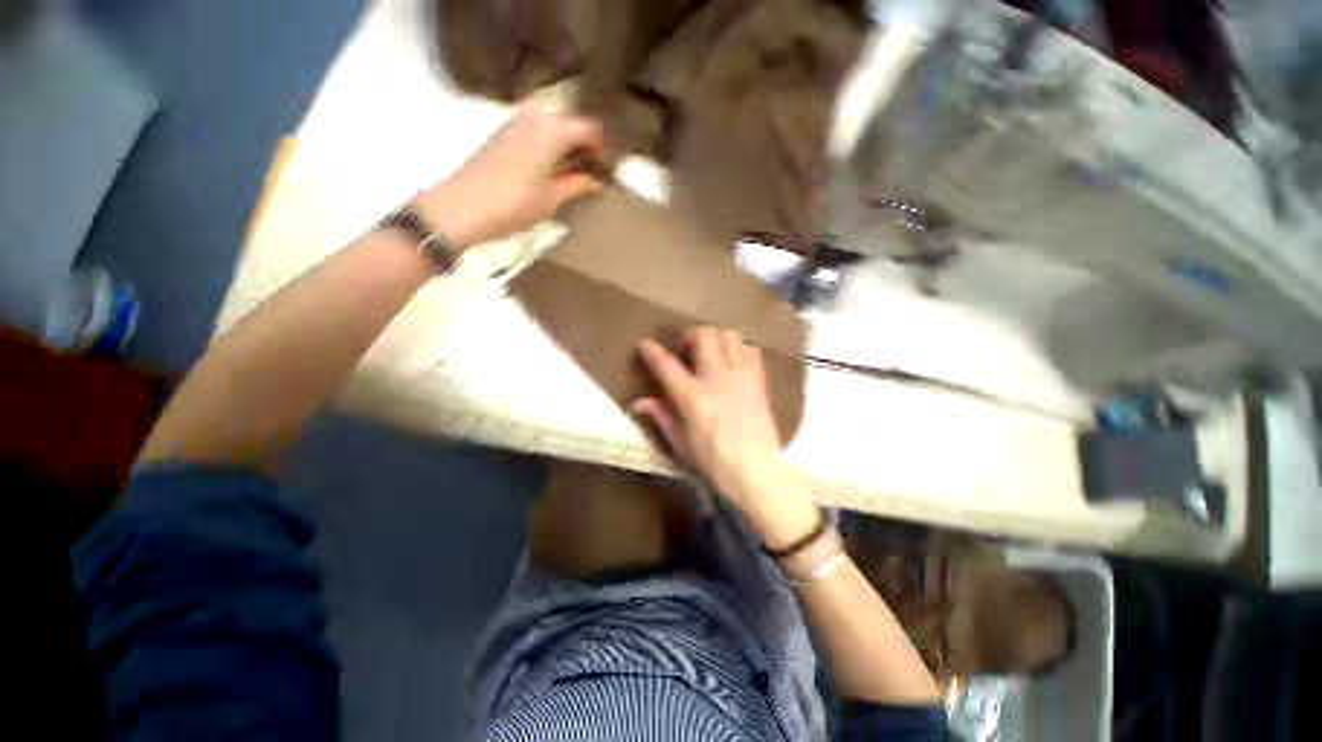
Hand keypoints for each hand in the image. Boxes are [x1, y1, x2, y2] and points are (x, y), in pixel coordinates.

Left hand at [418, 102, 604, 248]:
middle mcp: (534, 117)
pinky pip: (535, 130)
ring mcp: (515, 122)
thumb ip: (578, 185)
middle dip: (585, 143)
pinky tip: (551, 169)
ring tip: (574, 172)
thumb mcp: (552, 199)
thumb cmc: (513, 205)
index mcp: (551, 130)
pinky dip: (549, 145)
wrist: (461, 208)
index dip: (602, 146)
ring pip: (552, 125)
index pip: (589, 127)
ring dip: (566, 144)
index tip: (608, 168)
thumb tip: (598, 182)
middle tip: (593, 170)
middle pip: (570, 121)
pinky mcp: (502, 134)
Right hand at [633, 327, 818, 546]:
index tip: (644, 345)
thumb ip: (660, 417)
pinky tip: (732, 365)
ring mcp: (740, 376)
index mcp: (692, 397)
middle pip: (704, 335)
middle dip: (690, 336)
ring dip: (715, 340)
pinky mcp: (758, 381)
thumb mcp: (680, 444)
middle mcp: (716, 378)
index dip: (651, 351)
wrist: (757, 472)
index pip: (666, 365)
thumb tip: (638, 402)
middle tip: (685, 352)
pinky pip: (750, 350)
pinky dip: (738, 350)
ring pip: (729, 336)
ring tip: (710, 355)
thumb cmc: (713, 463)